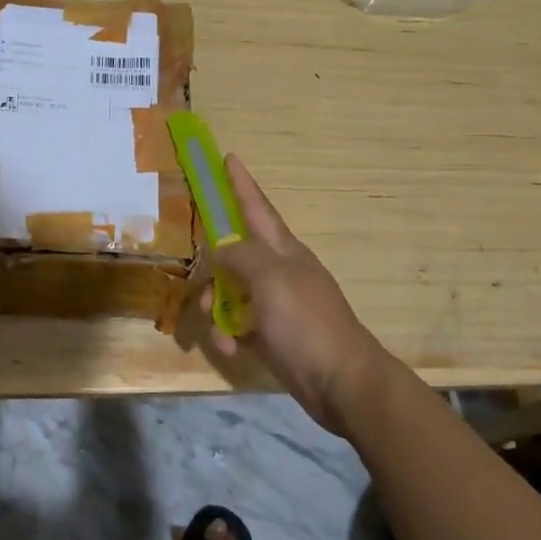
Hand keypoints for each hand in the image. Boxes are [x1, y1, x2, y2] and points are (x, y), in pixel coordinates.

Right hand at [202, 155, 391, 436]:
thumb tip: (219, 249)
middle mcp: (277, 272)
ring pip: (230, 292)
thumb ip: (240, 256)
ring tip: (217, 326)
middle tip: (199, 279)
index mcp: (283, 250)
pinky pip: (236, 326)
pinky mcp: (270, 335)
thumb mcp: (271, 278)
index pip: (257, 207)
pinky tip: (231, 350)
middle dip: (213, 266)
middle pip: (234, 254)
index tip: (229, 157)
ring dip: (216, 307)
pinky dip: (228, 335)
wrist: (340, 382)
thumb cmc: (306, 322)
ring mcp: (274, 305)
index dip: (241, 183)